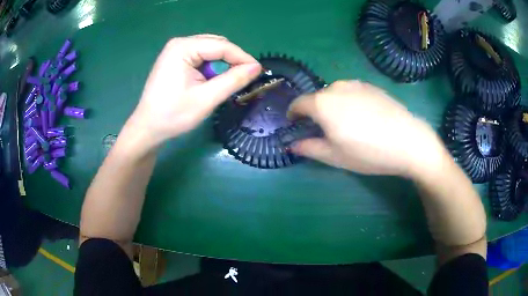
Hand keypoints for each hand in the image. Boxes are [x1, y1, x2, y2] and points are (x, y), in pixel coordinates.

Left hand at [126, 34, 261, 150]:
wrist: (148, 128)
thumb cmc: (173, 115)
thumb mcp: (206, 98)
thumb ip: (233, 80)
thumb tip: (257, 67)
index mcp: (183, 48)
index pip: (222, 45)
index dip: (243, 58)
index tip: (258, 72)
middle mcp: (179, 43)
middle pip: (216, 45)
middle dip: (232, 60)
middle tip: (243, 79)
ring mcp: (176, 51)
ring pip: (210, 51)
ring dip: (222, 65)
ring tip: (227, 83)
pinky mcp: (175, 59)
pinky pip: (201, 57)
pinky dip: (211, 68)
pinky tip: (211, 81)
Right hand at [287, 81, 446, 176]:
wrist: (408, 141)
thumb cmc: (368, 152)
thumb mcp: (335, 156)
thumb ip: (309, 148)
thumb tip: (292, 145)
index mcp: (323, 103)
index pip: (298, 103)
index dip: (293, 114)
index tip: (295, 124)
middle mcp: (336, 87)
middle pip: (317, 98)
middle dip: (315, 112)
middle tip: (324, 131)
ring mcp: (356, 84)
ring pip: (335, 93)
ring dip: (332, 106)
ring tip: (346, 124)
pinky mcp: (371, 86)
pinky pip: (352, 92)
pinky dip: (349, 102)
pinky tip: (363, 118)